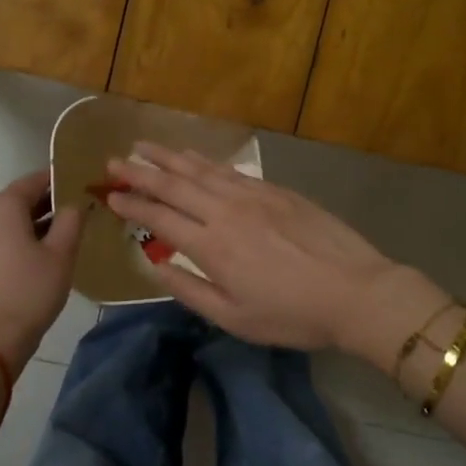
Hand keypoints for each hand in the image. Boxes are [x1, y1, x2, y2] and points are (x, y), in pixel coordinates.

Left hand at [0, 170, 83, 367]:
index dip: (58, 181)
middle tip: (74, 215)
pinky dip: (12, 241)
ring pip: (4, 221)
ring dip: (29, 225)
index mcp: (2, 205)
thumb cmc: (29, 291)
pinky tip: (32, 260)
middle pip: (16, 200)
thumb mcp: (62, 254)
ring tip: (57, 240)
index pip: (34, 180)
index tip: (80, 186)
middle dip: (45, 205)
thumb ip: (71, 220)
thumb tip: (73, 203)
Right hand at [104, 143, 439, 354]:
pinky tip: (193, 156)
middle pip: (175, 184)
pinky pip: (230, 169)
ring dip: (169, 157)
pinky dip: (205, 160)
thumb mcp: (234, 318)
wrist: (356, 291)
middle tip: (114, 162)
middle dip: (140, 172)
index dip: (132, 205)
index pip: (160, 217)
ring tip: (144, 146)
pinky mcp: (276, 190)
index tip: (110, 196)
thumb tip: (155, 264)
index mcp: (212, 246)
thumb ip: (189, 290)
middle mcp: (226, 211)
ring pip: (201, 169)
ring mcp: (253, 195)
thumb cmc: (293, 314)